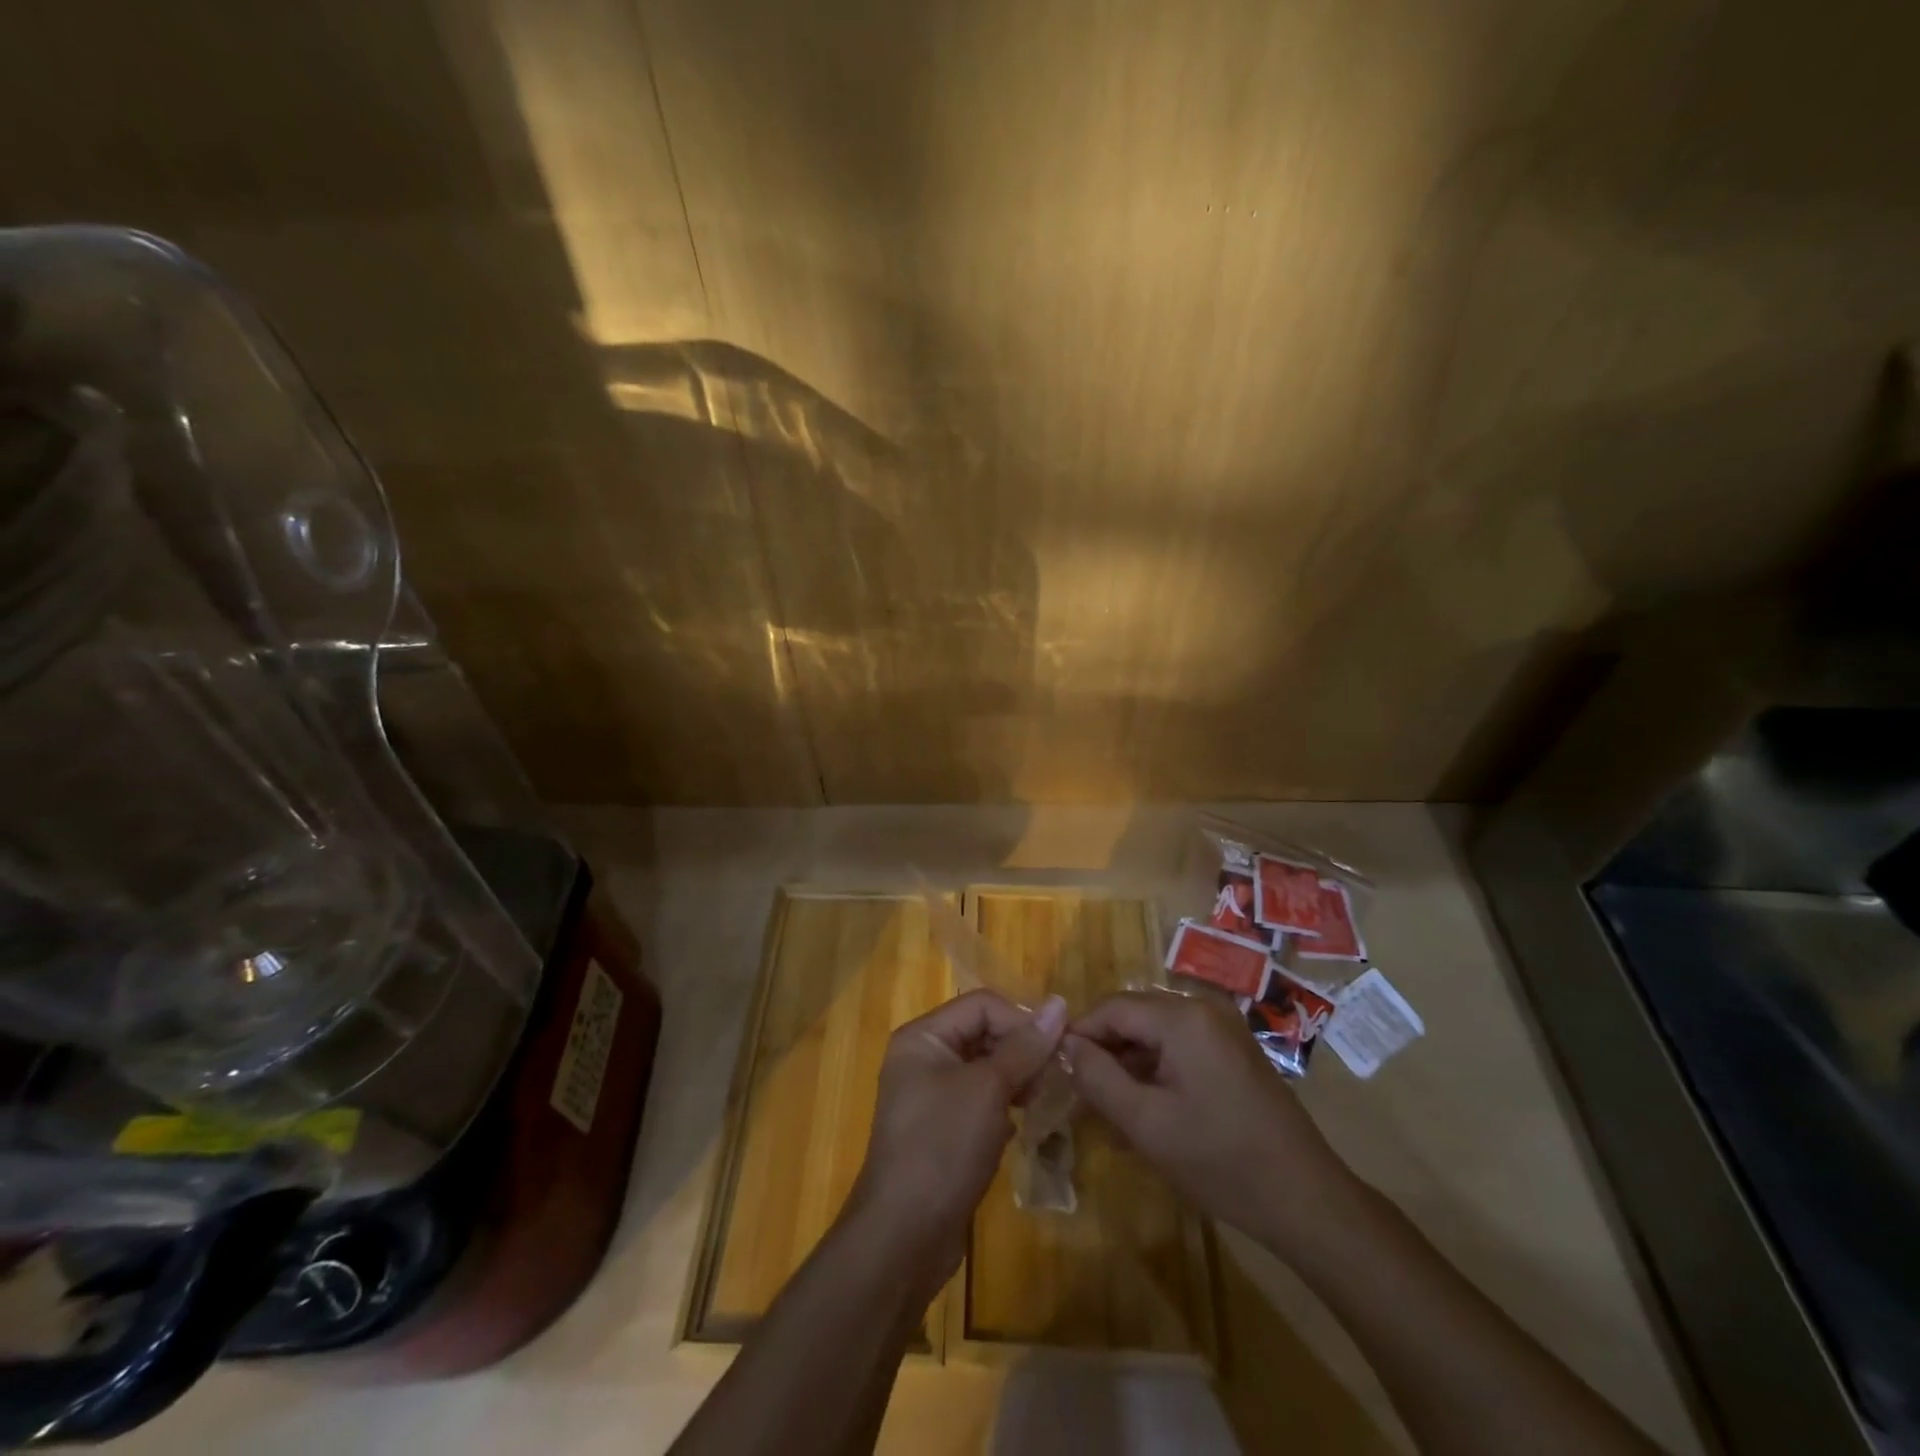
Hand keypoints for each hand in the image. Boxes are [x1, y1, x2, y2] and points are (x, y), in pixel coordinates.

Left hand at [845, 989, 1068, 1299]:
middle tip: (1058, 1074)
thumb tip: (1059, 1003)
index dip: (1021, 1019)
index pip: (981, 1004)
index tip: (1058, 1047)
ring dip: (1018, 1078)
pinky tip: (1024, 1124)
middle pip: (983, 1033)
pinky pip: (981, 1101)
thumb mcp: (987, 1089)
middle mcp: (923, 1058)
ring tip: (1047, 1098)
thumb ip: (1024, 1047)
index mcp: (923, 1037)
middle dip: (1022, 1050)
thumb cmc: (942, 1147)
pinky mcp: (943, 1130)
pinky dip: (1005, 1105)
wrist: (903, 1237)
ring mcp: (931, 1096)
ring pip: (985, 1069)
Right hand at [1066, 992, 1355, 1254]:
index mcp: (1182, 1017)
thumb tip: (1065, 1045)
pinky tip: (1144, 1105)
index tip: (1055, 1068)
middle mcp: (1203, 1008)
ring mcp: (1222, 1028)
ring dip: (1127, 1061)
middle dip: (1103, 1049)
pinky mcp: (1233, 1050)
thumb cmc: (1220, 1160)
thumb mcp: (1146, 1123)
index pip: (1111, 1008)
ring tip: (1107, 1103)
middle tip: (1079, 1091)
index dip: (1079, 1034)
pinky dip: (1155, 1067)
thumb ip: (1098, 1078)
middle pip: (1133, 1015)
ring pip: (1154, 1031)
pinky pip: (1179, 1045)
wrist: (1306, 1199)